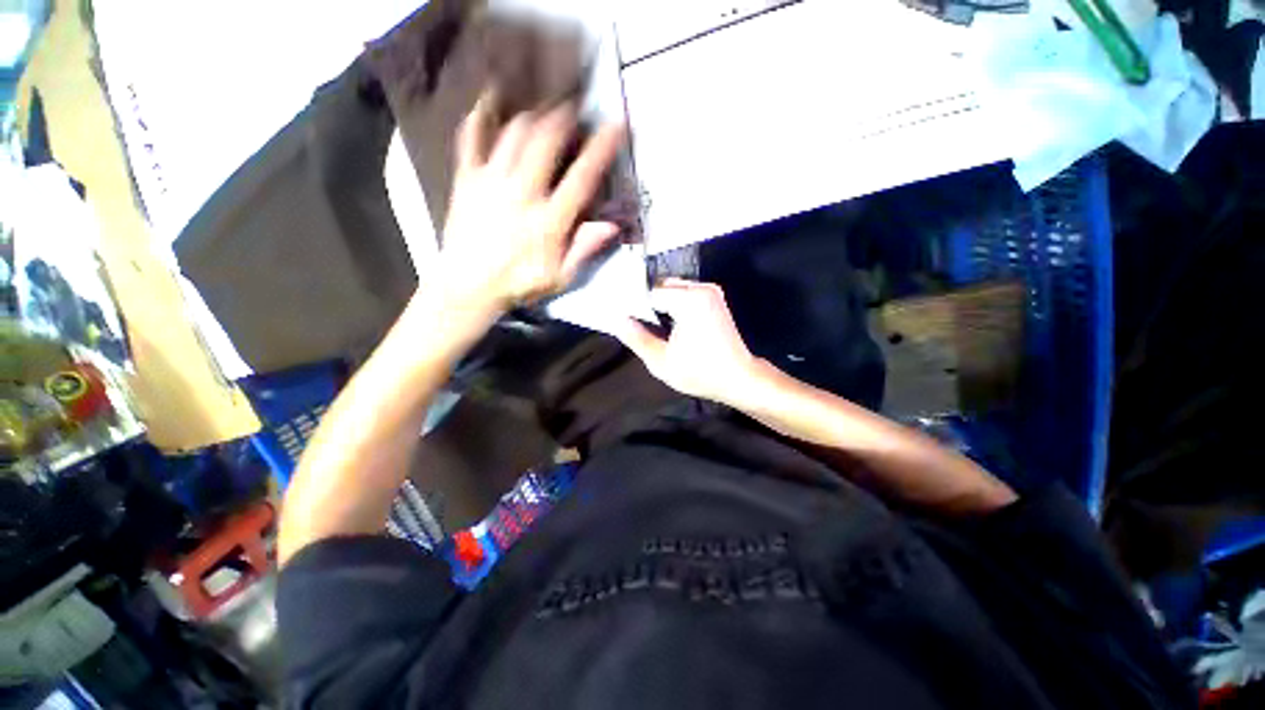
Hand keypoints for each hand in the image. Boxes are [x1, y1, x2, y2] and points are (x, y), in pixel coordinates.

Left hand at [434, 92, 625, 315]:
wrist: (468, 286)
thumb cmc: (518, 284)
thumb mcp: (560, 277)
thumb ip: (584, 249)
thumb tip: (612, 226)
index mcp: (549, 221)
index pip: (581, 178)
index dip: (601, 149)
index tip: (615, 126)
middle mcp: (522, 194)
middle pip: (545, 141)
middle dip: (563, 117)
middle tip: (575, 107)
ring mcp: (491, 182)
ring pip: (513, 133)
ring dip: (533, 115)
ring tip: (544, 109)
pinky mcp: (466, 179)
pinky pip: (471, 139)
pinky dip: (480, 116)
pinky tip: (489, 101)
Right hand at [614, 279, 762, 405]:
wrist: (739, 378)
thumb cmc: (701, 373)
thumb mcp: (662, 362)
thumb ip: (637, 338)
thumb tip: (618, 320)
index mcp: (689, 300)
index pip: (649, 292)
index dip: (633, 305)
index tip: (622, 317)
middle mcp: (701, 288)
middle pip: (661, 286)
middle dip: (646, 303)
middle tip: (634, 323)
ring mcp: (710, 291)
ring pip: (672, 289)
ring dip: (659, 304)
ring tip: (649, 324)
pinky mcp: (714, 297)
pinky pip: (684, 294)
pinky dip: (672, 305)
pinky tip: (666, 323)